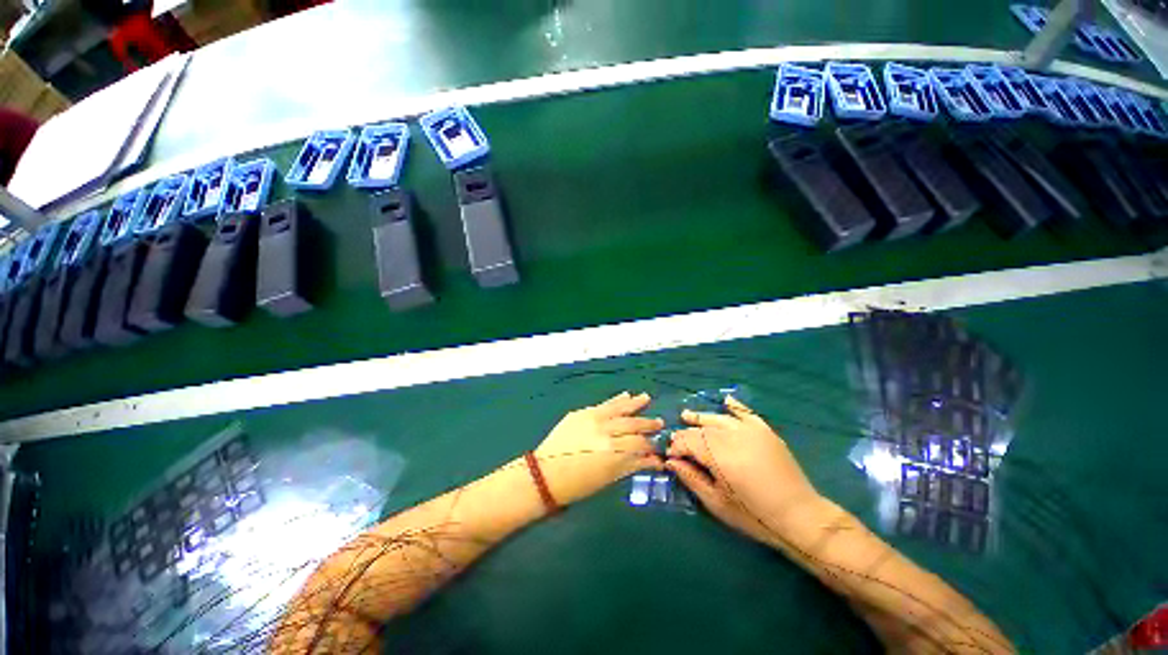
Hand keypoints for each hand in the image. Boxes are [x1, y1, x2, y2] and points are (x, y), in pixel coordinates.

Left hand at [535, 392, 663, 505]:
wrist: (544, 475)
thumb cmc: (577, 485)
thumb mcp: (608, 478)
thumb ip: (632, 465)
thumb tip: (653, 461)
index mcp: (612, 450)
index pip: (639, 443)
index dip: (651, 446)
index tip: (659, 448)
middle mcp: (604, 430)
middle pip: (632, 424)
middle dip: (647, 424)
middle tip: (659, 423)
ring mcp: (591, 418)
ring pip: (619, 408)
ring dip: (634, 404)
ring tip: (646, 398)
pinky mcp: (581, 413)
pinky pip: (603, 404)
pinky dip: (615, 400)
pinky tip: (625, 395)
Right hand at [665, 396, 821, 544]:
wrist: (800, 516)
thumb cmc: (754, 515)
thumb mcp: (717, 503)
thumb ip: (691, 478)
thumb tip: (672, 461)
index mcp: (719, 456)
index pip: (688, 441)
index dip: (676, 447)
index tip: (670, 456)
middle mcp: (733, 437)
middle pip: (701, 430)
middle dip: (686, 434)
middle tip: (677, 442)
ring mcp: (751, 431)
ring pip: (718, 419)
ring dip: (701, 418)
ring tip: (686, 416)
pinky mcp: (765, 431)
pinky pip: (746, 413)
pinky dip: (734, 406)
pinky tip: (725, 402)